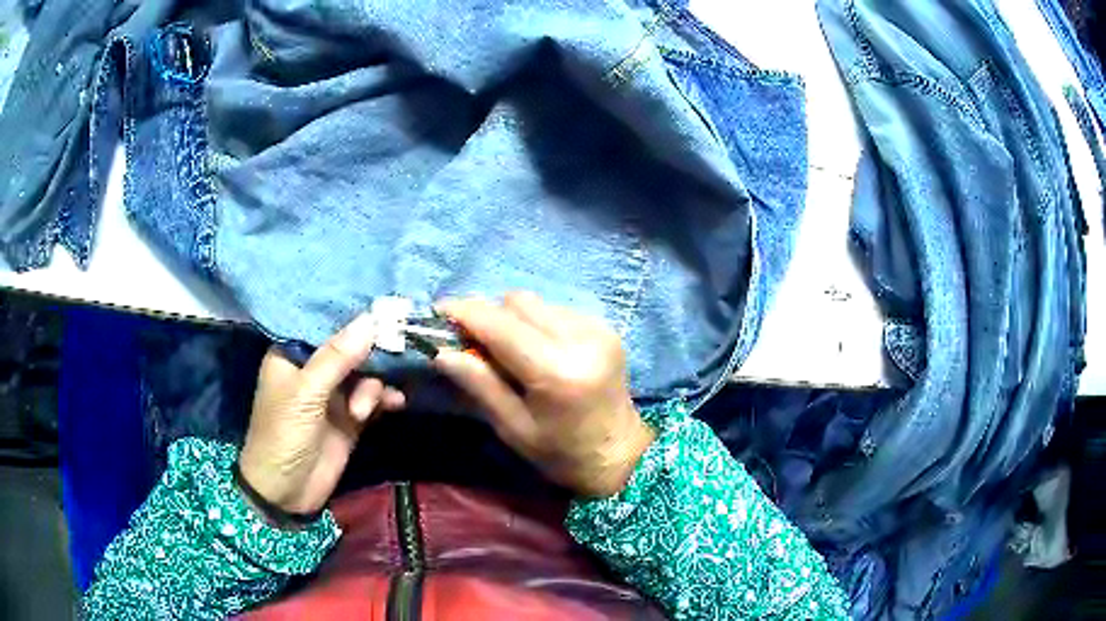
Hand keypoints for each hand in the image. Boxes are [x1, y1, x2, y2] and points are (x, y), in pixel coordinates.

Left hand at [238, 314, 405, 515]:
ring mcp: (333, 394)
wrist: (286, 493)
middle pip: (350, 348)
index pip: (325, 324)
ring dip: (373, 386)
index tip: (385, 308)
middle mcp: (314, 369)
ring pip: (364, 373)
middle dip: (371, 353)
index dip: (353, 317)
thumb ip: (337, 357)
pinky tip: (396, 403)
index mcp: (293, 354)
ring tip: (364, 409)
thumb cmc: (283, 435)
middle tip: (398, 350)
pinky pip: (373, 398)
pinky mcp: (350, 417)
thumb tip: (371, 319)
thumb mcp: (306, 394)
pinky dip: (384, 398)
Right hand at [434, 292, 654, 497]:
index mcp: (556, 371)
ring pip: (536, 302)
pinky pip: (555, 309)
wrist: (621, 454)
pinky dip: (536, 322)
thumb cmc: (561, 453)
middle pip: (517, 302)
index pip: (500, 325)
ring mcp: (597, 328)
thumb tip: (442, 351)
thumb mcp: (513, 428)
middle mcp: (580, 339)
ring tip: (503, 347)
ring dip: (511, 317)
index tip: (438, 312)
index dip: (464, 312)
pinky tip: (535, 348)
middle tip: (470, 339)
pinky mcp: (605, 327)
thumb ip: (480, 384)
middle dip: (487, 314)